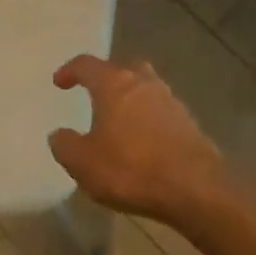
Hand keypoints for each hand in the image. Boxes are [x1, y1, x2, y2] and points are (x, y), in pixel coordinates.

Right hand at [48, 55, 226, 224]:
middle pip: (123, 70)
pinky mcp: (189, 124)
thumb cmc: (131, 169)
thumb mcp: (83, 163)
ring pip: (145, 90)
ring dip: (130, 101)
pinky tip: (142, 142)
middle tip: (95, 96)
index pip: (86, 65)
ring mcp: (171, 102)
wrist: (196, 189)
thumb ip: (65, 145)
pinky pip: (161, 113)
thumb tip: (59, 134)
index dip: (70, 71)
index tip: (59, 83)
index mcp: (114, 85)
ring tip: (118, 124)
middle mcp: (144, 84)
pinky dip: (148, 121)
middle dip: (107, 79)